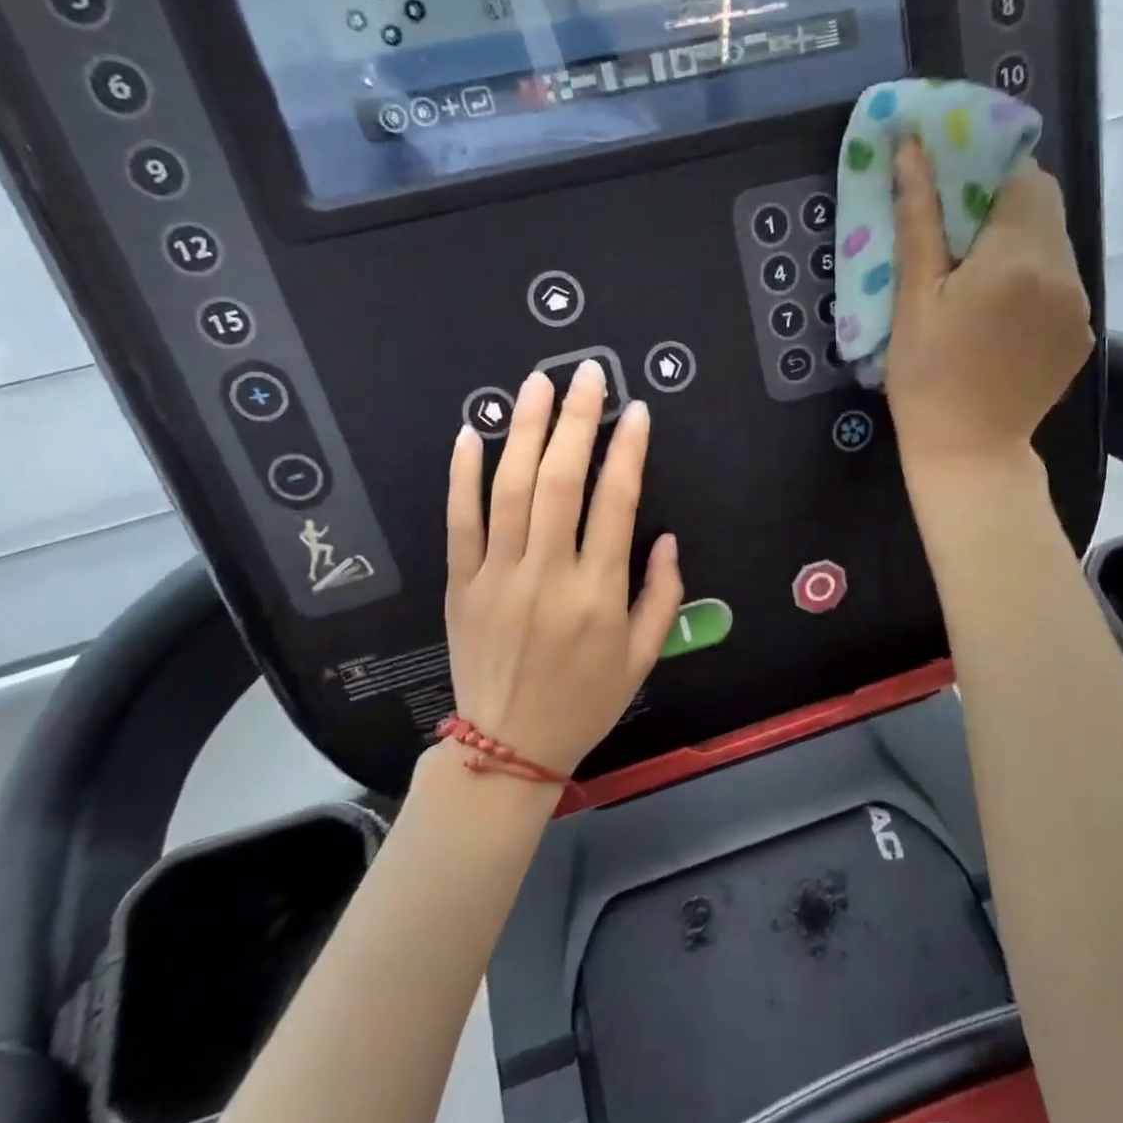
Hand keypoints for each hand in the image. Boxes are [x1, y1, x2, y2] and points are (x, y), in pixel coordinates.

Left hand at [444, 359, 682, 777]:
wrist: (508, 748)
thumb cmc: (585, 702)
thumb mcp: (643, 657)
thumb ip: (662, 594)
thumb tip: (664, 536)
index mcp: (599, 594)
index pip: (615, 503)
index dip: (628, 451)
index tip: (637, 412)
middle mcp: (548, 576)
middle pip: (559, 482)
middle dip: (575, 420)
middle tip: (585, 374)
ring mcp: (497, 578)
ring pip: (508, 491)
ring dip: (523, 431)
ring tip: (534, 384)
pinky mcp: (459, 586)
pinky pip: (458, 523)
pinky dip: (462, 477)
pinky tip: (469, 434)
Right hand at [885, 138, 1092, 479]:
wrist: (970, 453)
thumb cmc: (926, 378)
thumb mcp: (912, 299)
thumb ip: (918, 219)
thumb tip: (911, 147)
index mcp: (1017, 257)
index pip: (1022, 177)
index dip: (987, 176)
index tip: (951, 201)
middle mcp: (1062, 271)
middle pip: (1045, 207)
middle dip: (1004, 209)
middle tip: (959, 244)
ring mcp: (1080, 304)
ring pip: (1055, 244)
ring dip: (1020, 245)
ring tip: (978, 285)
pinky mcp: (1083, 332)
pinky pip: (1062, 282)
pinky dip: (1035, 282)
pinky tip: (1002, 318)